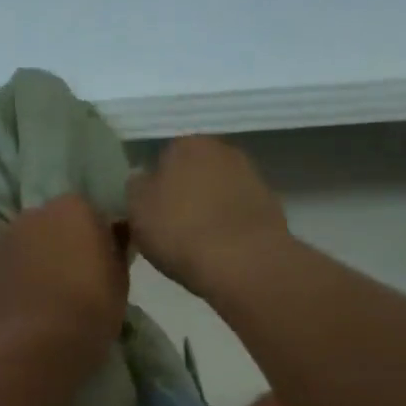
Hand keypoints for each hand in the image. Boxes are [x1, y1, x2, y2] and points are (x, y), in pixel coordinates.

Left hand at [0, 195, 127, 375]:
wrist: (39, 344)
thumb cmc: (91, 309)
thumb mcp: (120, 279)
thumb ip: (115, 250)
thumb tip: (113, 237)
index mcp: (74, 207)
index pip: (88, 213)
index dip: (94, 238)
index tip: (99, 263)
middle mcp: (35, 212)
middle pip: (51, 223)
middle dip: (59, 243)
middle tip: (70, 278)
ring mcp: (4, 236)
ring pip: (22, 242)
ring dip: (30, 257)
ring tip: (40, 293)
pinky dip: (4, 274)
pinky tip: (14, 298)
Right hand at [127, 137, 287, 294]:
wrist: (243, 262)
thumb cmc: (180, 231)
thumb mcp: (136, 210)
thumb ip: (135, 187)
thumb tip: (142, 179)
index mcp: (185, 144)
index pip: (162, 157)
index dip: (154, 186)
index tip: (150, 212)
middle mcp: (221, 149)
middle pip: (193, 171)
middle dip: (183, 193)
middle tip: (170, 227)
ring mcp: (250, 175)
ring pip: (217, 190)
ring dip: (207, 208)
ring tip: (195, 241)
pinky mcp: (269, 204)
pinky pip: (237, 211)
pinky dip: (228, 224)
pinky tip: (219, 248)